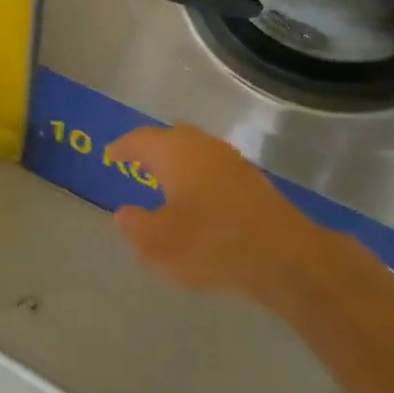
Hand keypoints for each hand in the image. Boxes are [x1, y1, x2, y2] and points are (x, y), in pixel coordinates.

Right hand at [106, 124, 326, 302]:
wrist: (282, 255)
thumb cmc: (210, 242)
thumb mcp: (158, 243)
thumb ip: (135, 225)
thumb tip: (124, 213)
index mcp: (175, 152)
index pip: (141, 139)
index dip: (123, 146)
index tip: (111, 154)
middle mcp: (203, 146)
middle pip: (173, 137)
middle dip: (154, 149)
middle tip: (138, 162)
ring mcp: (233, 161)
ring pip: (198, 152)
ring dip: (180, 163)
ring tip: (167, 182)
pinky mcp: (254, 182)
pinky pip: (216, 170)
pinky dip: (201, 179)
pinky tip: (201, 201)